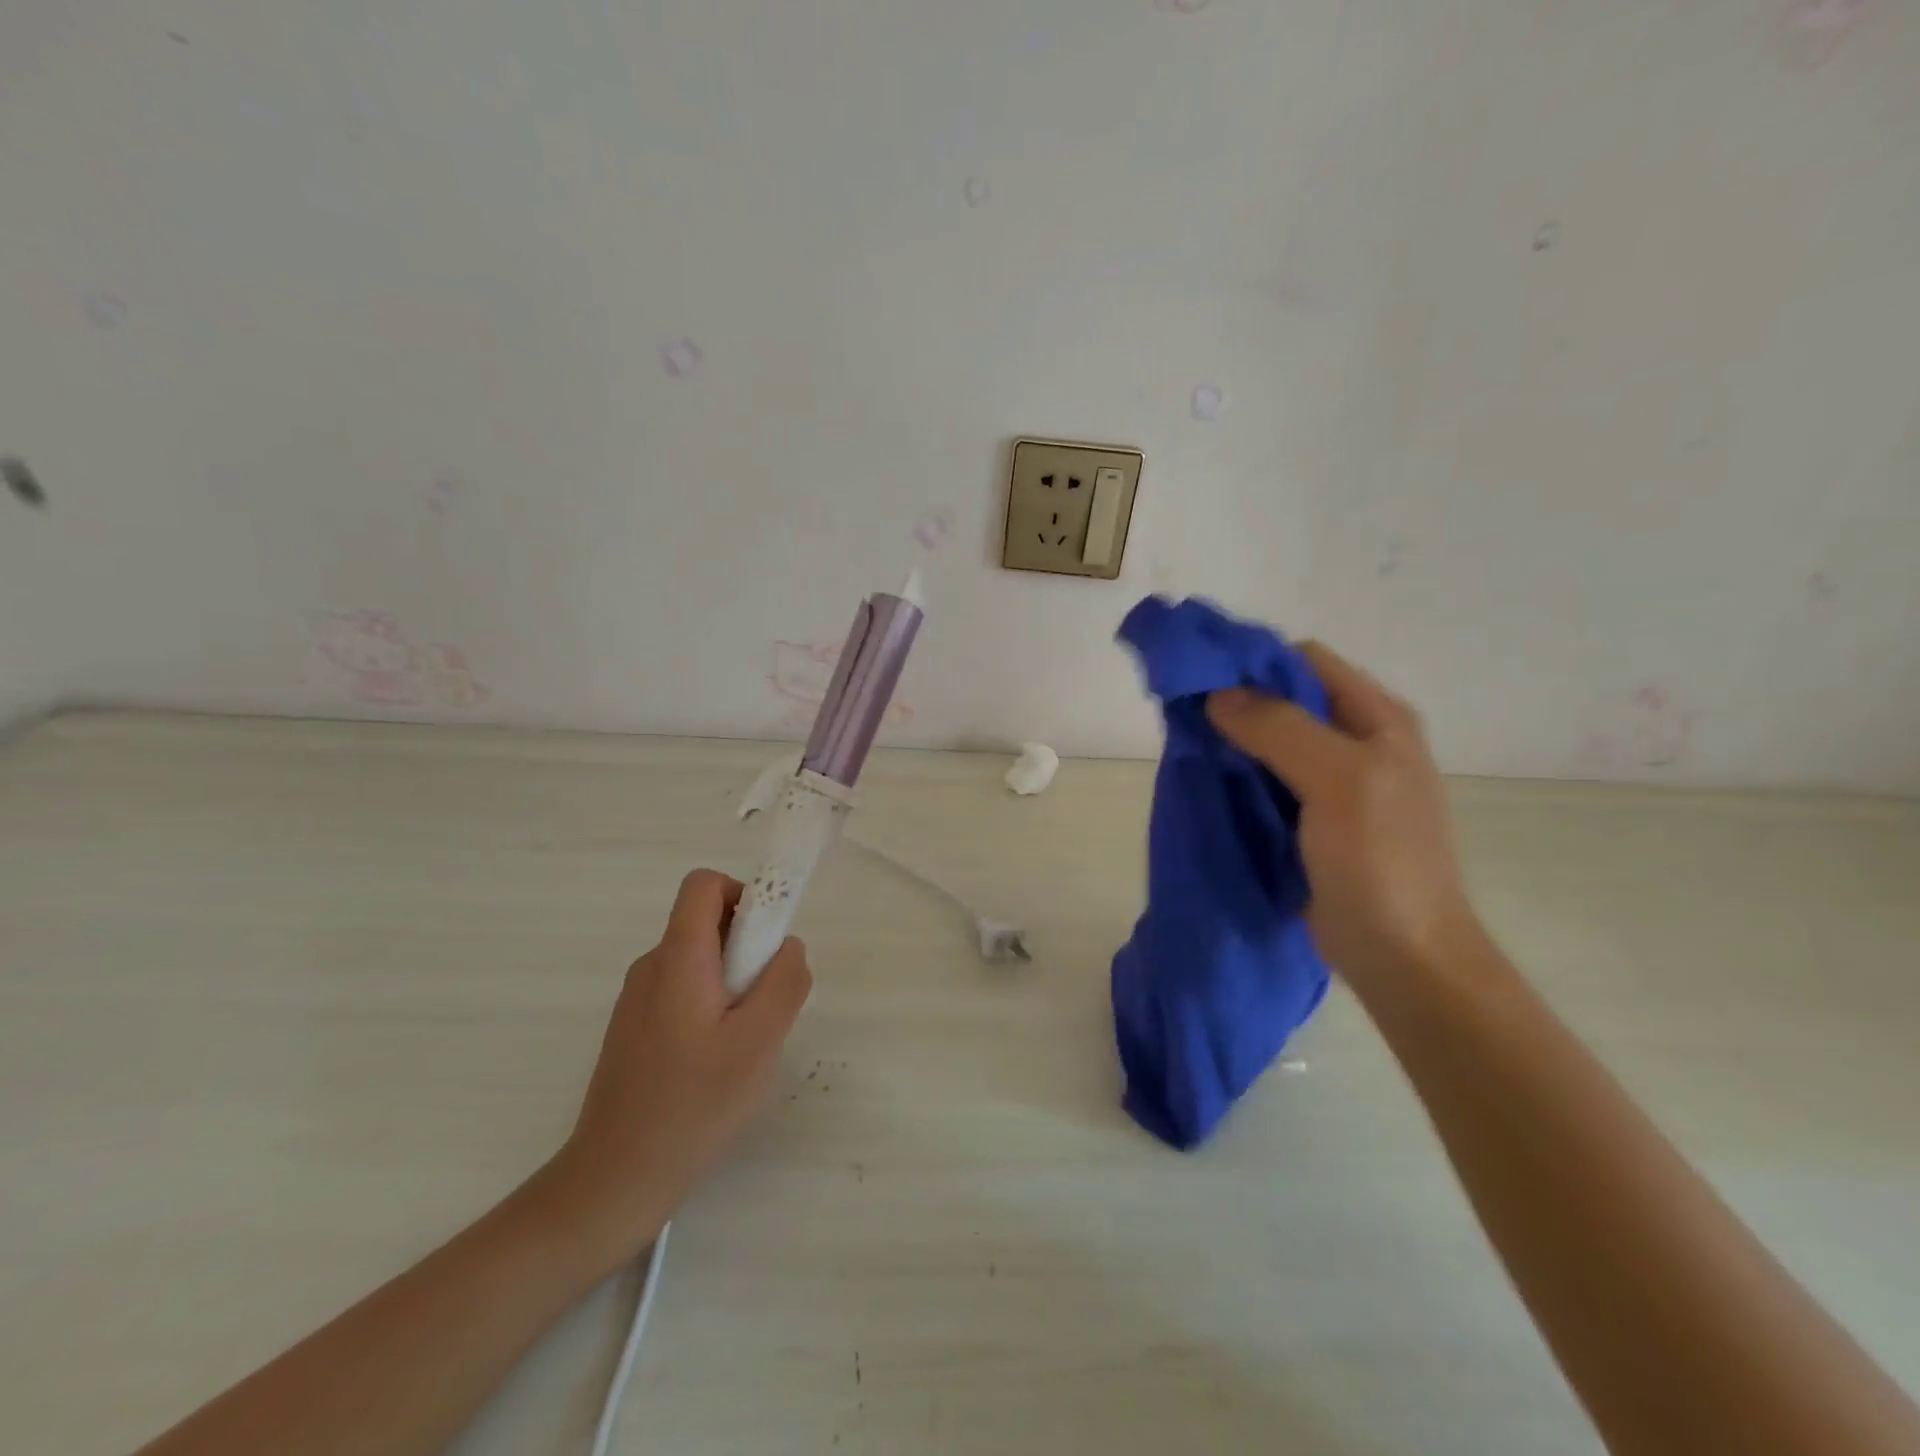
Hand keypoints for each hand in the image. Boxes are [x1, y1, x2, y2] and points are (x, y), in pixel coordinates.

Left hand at [543, 869, 811, 1266]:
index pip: (703, 885)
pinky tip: (714, 1064)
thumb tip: (789, 946)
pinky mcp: (634, 1030)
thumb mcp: (759, 1042)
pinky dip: (710, 1006)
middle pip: (705, 923)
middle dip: (747, 948)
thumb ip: (784, 982)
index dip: (743, 894)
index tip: (767, 941)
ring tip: (742, 1043)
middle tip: (764, 1006)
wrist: (615, 1180)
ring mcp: (637, 1000)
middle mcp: (651, 967)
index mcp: (678, 958)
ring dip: (732, 982)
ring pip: (698, 962)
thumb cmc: (693, 1105)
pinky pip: (682, 992)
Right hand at [1207, 642, 1481, 991]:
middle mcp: (1359, 740)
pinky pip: (1268, 779)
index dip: (1255, 662)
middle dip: (1237, 701)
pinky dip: (1238, 774)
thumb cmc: (1380, 861)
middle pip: (1287, 698)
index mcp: (1378, 718)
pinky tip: (1211, 782)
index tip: (1202, 680)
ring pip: (1272, 739)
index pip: (1306, 661)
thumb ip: (1279, 728)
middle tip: (1188, 717)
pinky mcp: (1313, 819)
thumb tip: (1216, 695)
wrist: (1403, 955)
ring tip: (1192, 749)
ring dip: (1233, 740)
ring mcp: (1337, 782)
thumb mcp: (1338, 781)